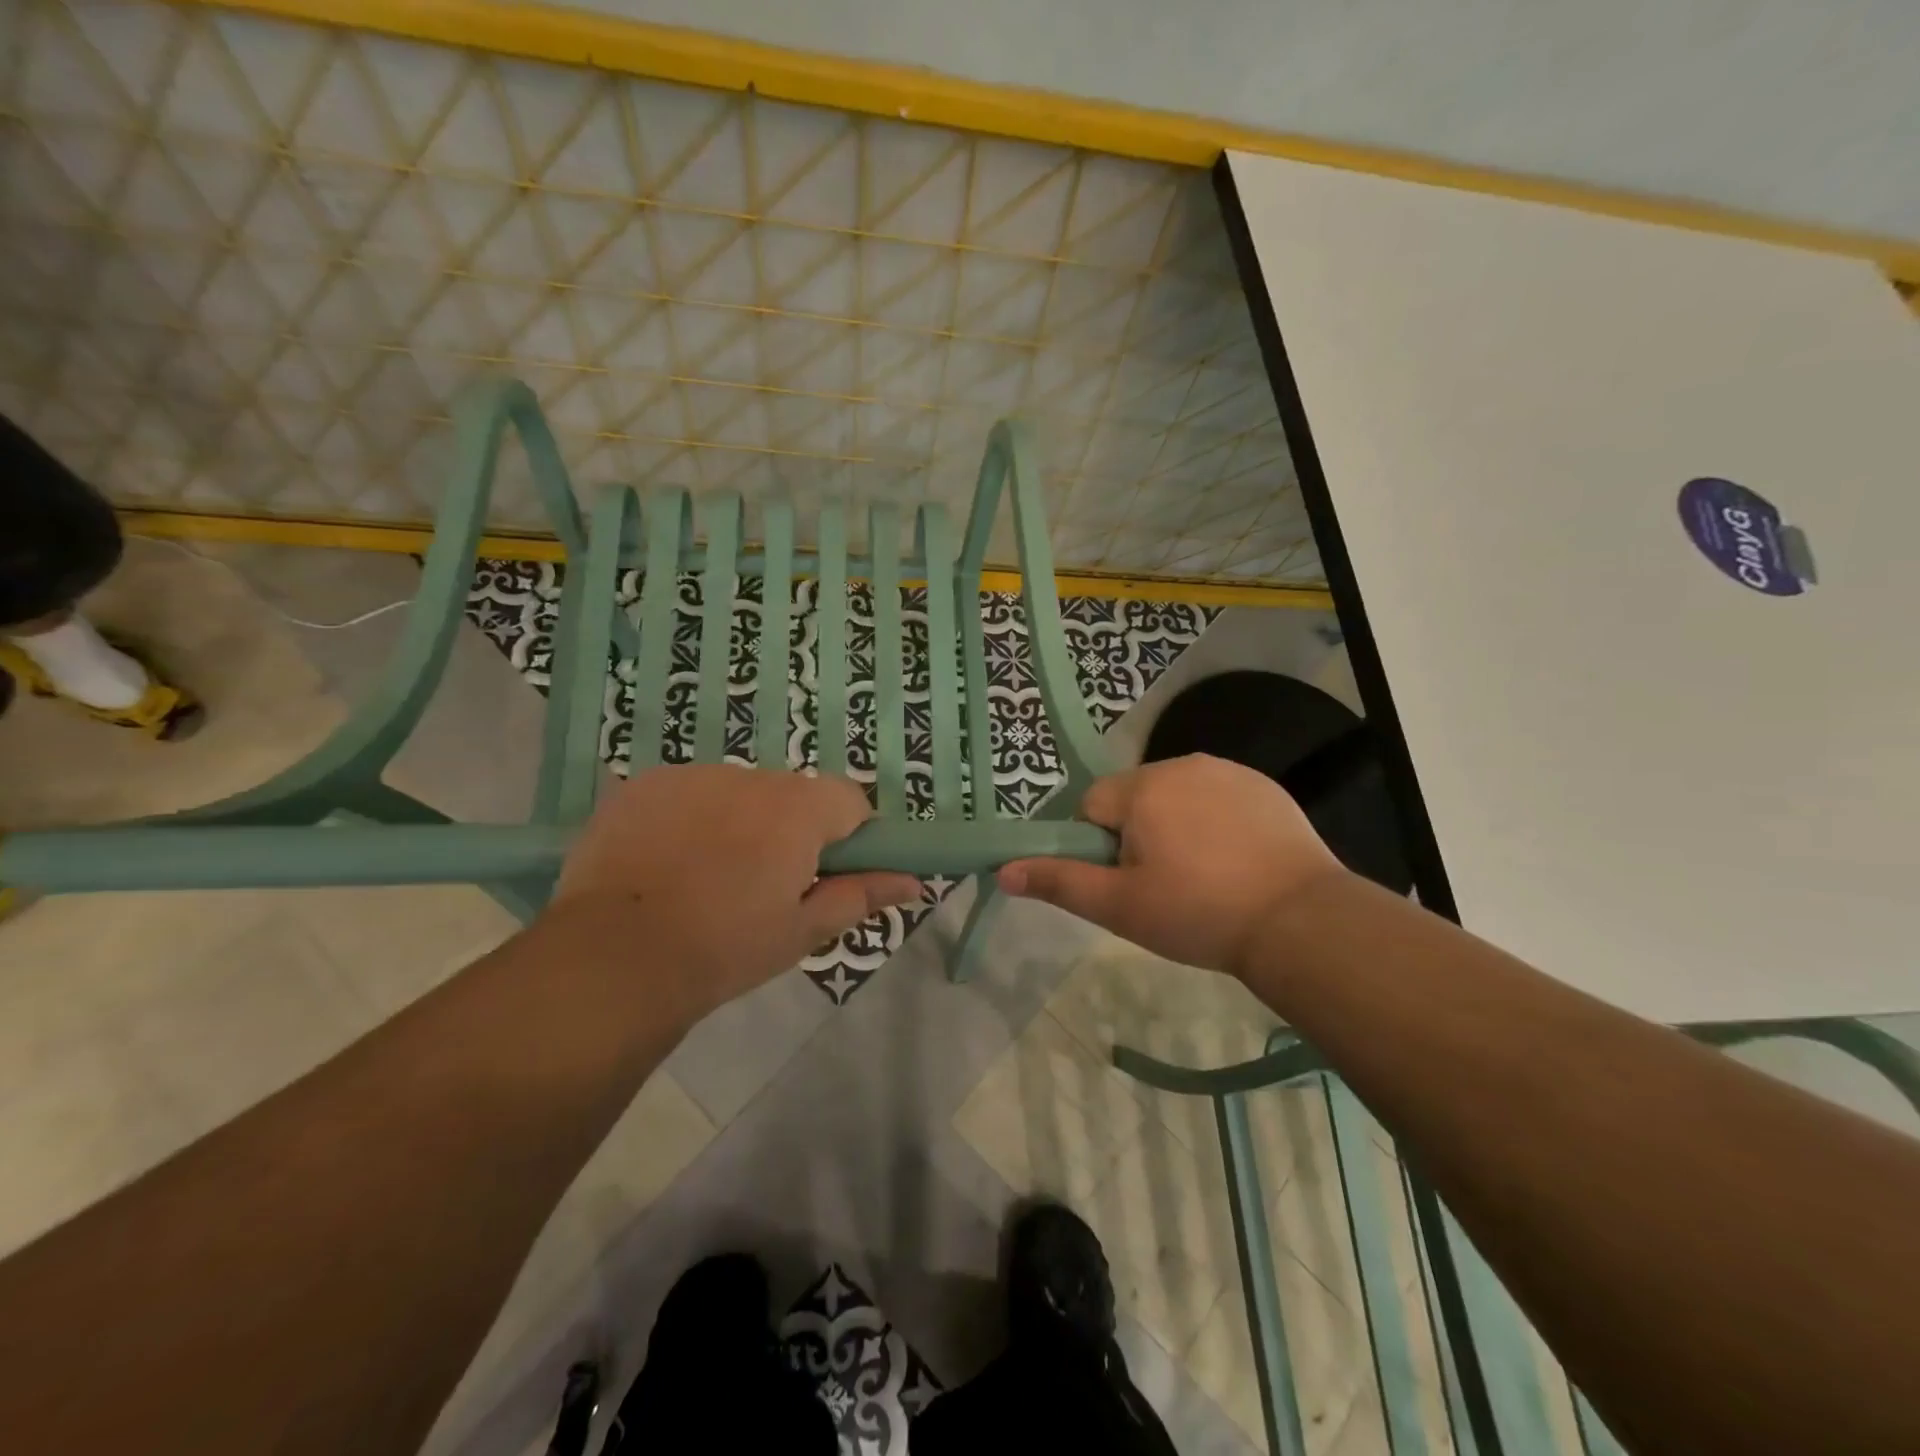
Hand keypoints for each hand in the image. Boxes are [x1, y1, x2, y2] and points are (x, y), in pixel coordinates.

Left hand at [552, 765, 920, 1019]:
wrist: (614, 958)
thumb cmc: (725, 949)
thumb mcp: (801, 931)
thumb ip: (861, 895)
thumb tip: (915, 883)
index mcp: (797, 810)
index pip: (849, 800)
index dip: (847, 835)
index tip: (825, 874)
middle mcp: (750, 777)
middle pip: (792, 794)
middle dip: (789, 829)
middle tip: (762, 885)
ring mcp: (691, 776)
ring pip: (738, 792)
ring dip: (738, 821)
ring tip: (705, 877)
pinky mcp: (644, 784)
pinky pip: (688, 793)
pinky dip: (689, 818)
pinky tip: (665, 862)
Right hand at [997, 754, 1345, 975]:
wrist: (1300, 921)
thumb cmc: (1198, 913)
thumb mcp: (1119, 906)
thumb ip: (1059, 881)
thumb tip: (1003, 869)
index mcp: (1142, 788)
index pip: (1091, 805)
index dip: (1099, 846)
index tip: (1127, 881)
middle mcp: (1181, 764)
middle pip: (1132, 796)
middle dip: (1136, 833)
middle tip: (1163, 885)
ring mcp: (1227, 771)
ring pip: (1174, 795)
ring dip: (1175, 825)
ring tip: (1203, 876)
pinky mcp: (1262, 785)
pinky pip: (1216, 796)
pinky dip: (1214, 821)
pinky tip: (1236, 860)